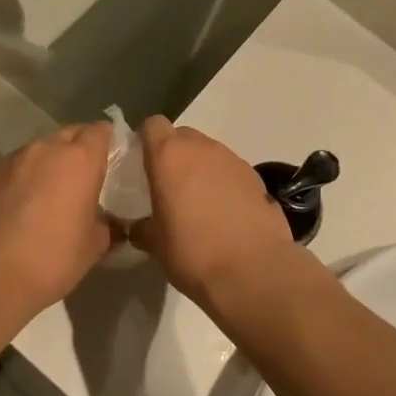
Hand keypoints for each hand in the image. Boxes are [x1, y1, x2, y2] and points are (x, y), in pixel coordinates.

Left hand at [0, 122, 111, 317]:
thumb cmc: (51, 259)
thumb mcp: (93, 247)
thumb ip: (106, 226)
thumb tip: (107, 224)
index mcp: (79, 159)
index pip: (100, 131)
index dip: (107, 142)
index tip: (111, 162)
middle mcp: (44, 149)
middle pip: (68, 135)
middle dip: (78, 150)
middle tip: (83, 179)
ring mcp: (10, 160)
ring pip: (38, 151)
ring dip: (47, 164)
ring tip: (48, 194)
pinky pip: (12, 169)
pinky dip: (21, 180)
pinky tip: (18, 208)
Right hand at [132, 117, 293, 312]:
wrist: (253, 270)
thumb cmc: (192, 251)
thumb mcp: (155, 244)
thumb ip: (143, 227)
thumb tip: (139, 227)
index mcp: (169, 155)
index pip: (152, 125)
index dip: (146, 141)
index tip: (142, 165)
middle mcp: (202, 148)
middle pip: (182, 136)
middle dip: (174, 155)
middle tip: (168, 187)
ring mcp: (233, 160)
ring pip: (209, 153)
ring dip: (201, 170)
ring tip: (199, 205)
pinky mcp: (257, 178)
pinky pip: (231, 172)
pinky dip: (224, 185)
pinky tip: (225, 215)